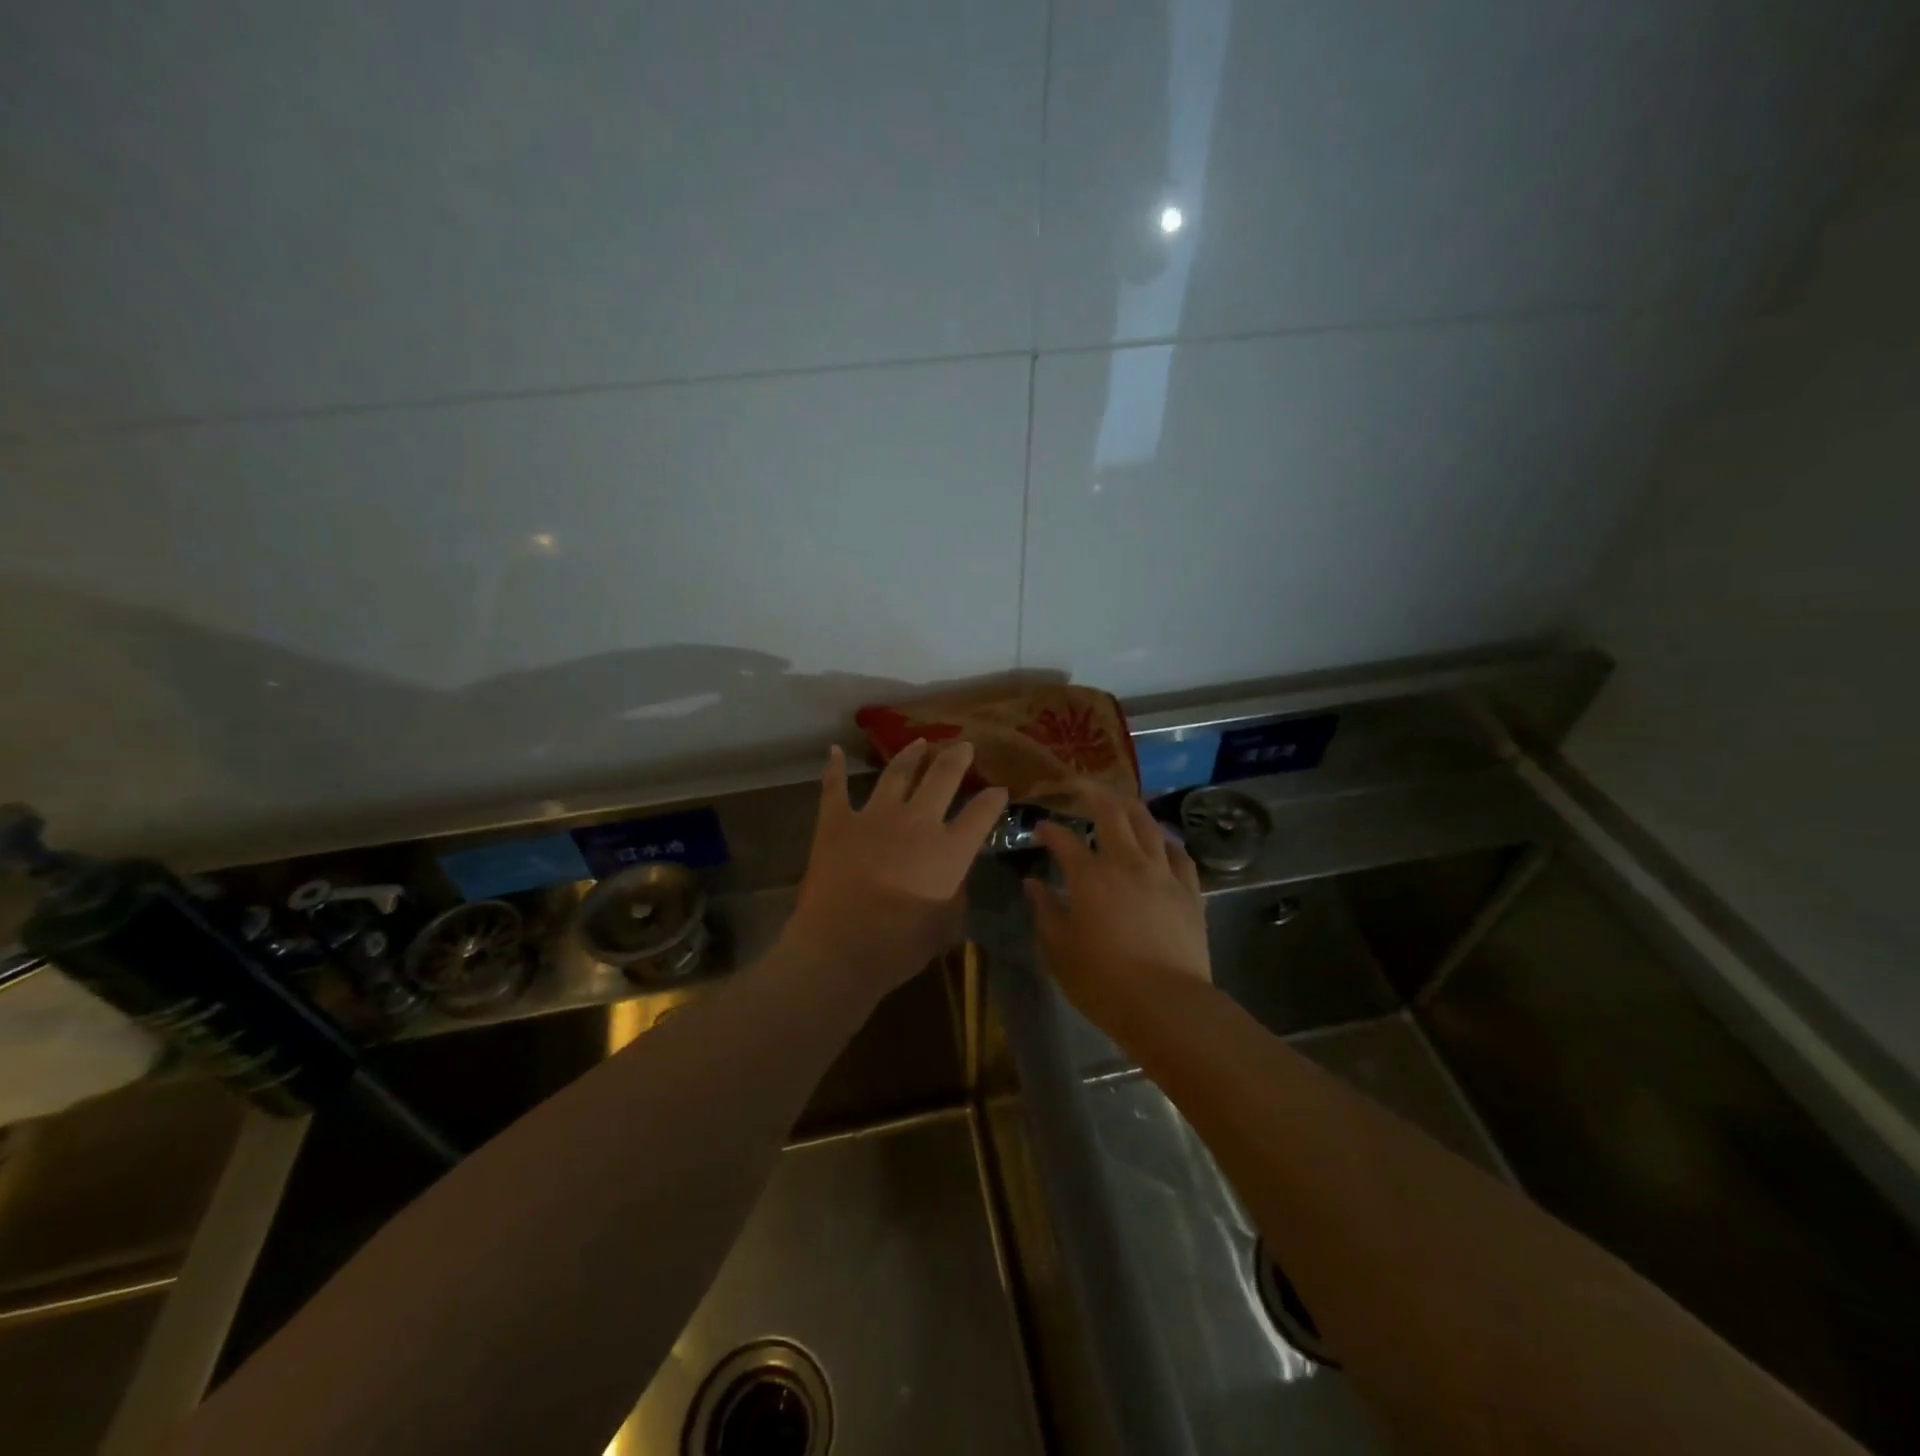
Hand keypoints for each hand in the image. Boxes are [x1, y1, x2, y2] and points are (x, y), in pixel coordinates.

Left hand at [782, 740, 1008, 999]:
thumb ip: (955, 892)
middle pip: (943, 777)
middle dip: (957, 758)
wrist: (838, 949)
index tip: (999, 791)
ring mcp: (874, 816)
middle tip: (963, 746)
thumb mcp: (946, 925)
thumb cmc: (899, 947)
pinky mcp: (836, 822)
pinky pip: (835, 788)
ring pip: (897, 773)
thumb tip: (952, 874)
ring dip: (911, 755)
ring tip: (920, 742)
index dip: (993, 800)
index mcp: (949, 849)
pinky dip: (834, 769)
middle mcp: (916, 822)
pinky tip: (834, 752)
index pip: (981, 813)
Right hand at [1026, 783, 1210, 1017]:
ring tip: (1120, 802)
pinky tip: (1161, 841)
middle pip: (1111, 812)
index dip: (1049, 830)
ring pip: (1149, 824)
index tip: (1040, 827)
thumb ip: (1045, 911)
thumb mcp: (1059, 950)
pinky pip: (1179, 854)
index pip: (1064, 840)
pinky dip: (1166, 841)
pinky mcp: (1190, 891)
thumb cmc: (1103, 981)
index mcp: (1090, 877)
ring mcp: (1163, 874)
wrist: (1166, 1005)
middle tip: (1080, 786)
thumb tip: (1033, 884)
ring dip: (1131, 807)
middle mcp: (1127, 863)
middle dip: (1092, 792)